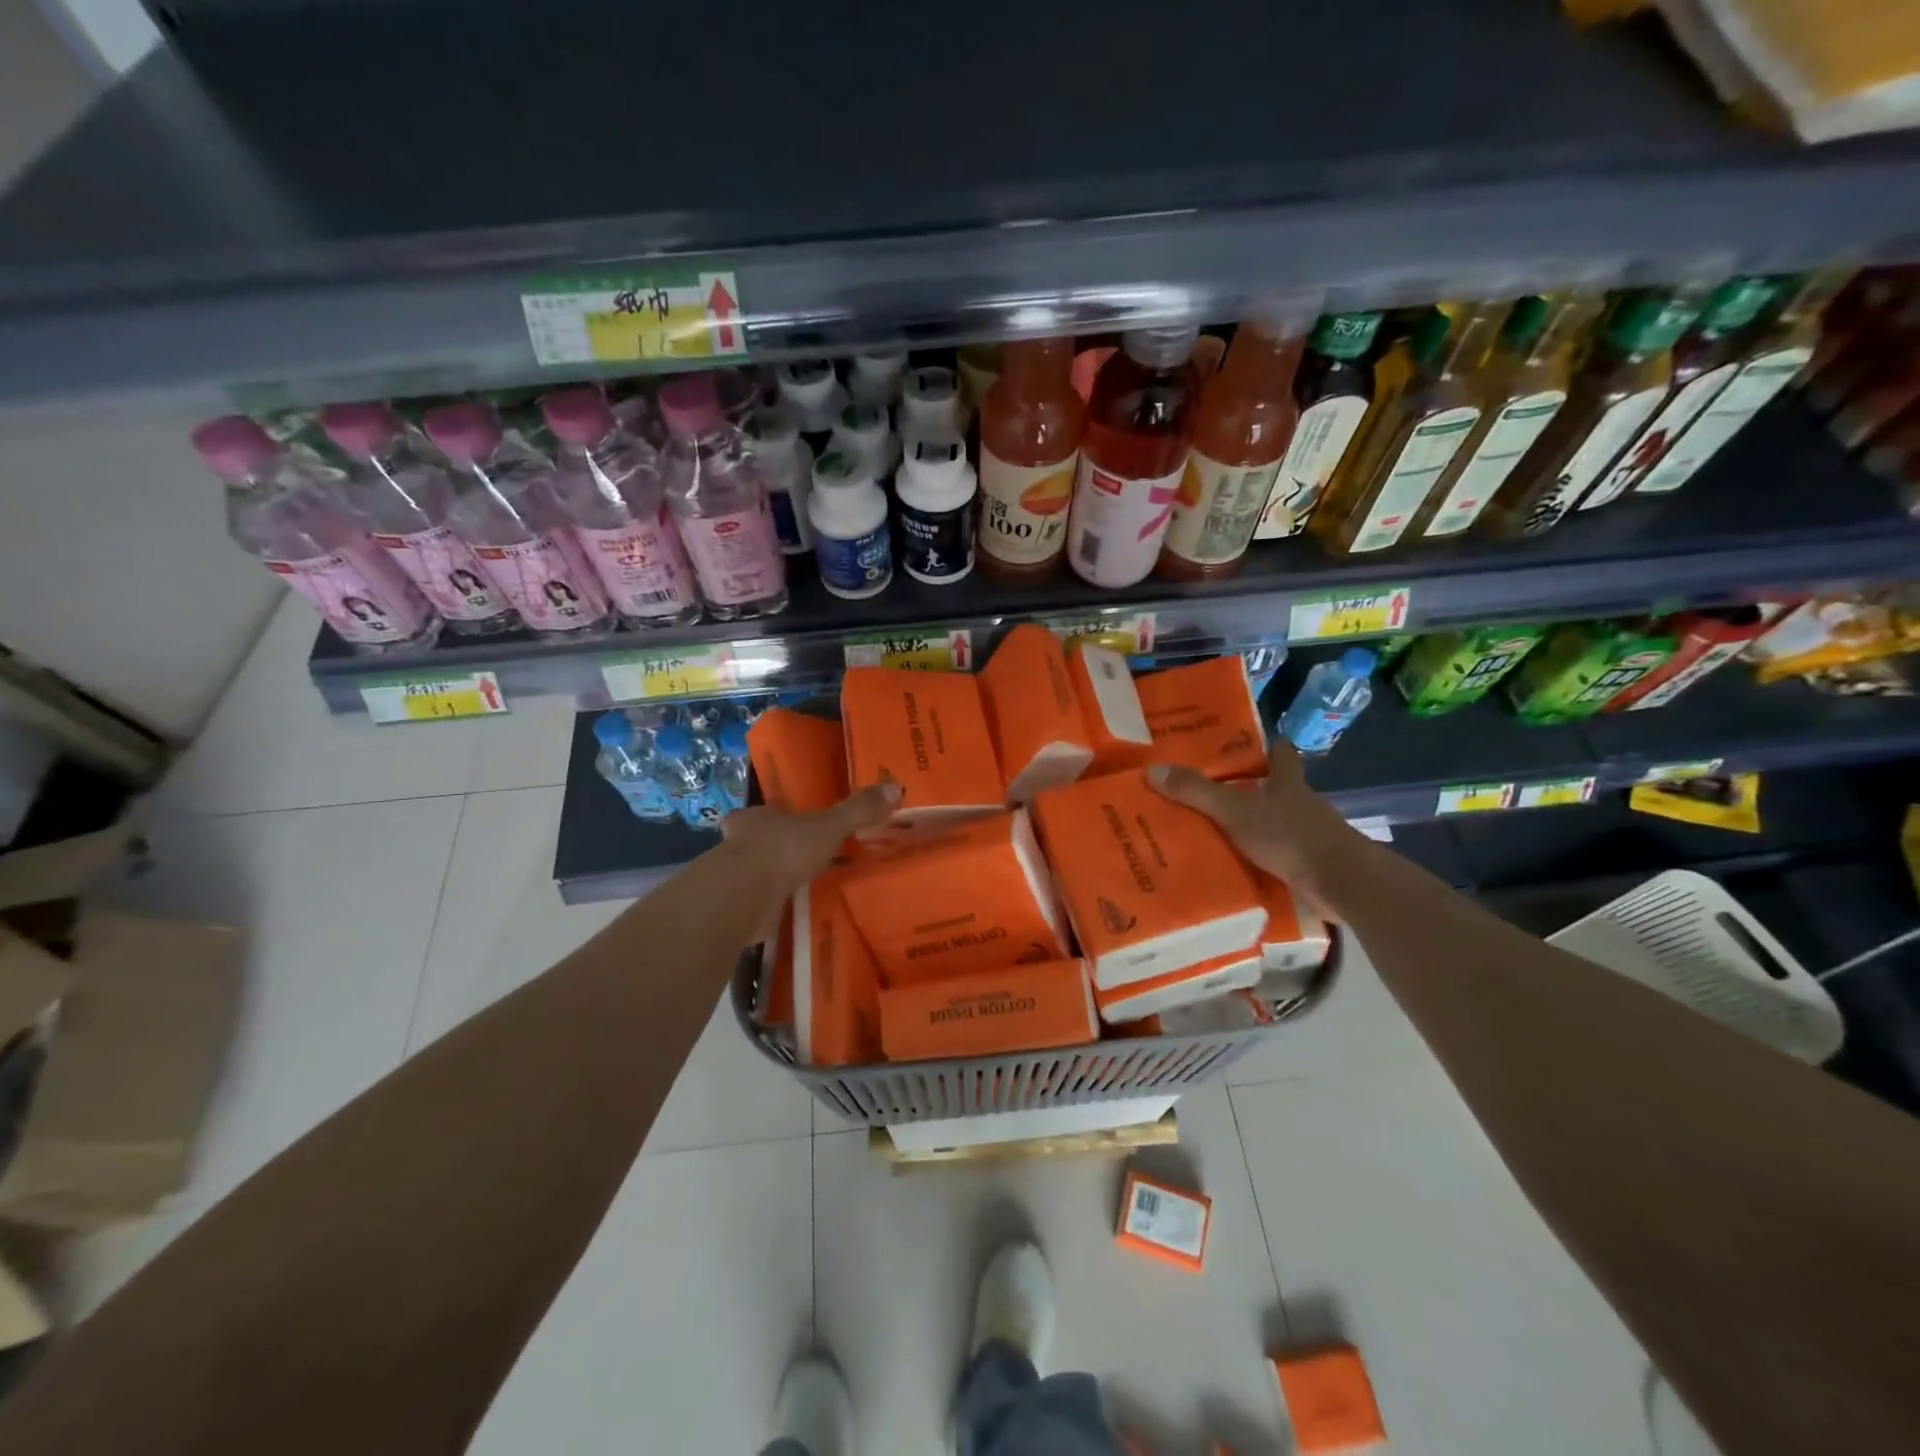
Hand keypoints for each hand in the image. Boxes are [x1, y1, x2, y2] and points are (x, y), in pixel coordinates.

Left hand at [720, 781, 901, 913]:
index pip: (756, 815)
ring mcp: (731, 880)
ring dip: (769, 881)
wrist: (743, 897)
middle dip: (769, 851)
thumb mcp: (828, 827)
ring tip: (797, 889)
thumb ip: (857, 811)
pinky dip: (769, 910)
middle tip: (795, 860)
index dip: (768, 819)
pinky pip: (754, 907)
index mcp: (754, 819)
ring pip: (750, 876)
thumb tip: (895, 787)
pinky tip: (788, 915)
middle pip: (751, 844)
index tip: (783, 826)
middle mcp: (736, 846)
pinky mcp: (734, 910)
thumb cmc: (783, 850)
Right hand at [1147, 741, 1362, 918]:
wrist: (1340, 882)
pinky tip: (1234, 867)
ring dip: (1252, 828)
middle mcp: (1301, 805)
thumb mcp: (1235, 810)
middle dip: (1251, 790)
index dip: (1270, 746)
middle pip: (1277, 790)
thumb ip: (1196, 792)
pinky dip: (1259, 860)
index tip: (1252, 744)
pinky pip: (1278, 858)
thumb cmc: (1290, 835)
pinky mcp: (1309, 866)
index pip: (1282, 754)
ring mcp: (1308, 837)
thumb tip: (1153, 770)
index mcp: (1288, 783)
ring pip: (1276, 825)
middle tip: (1211, 791)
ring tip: (1213, 833)